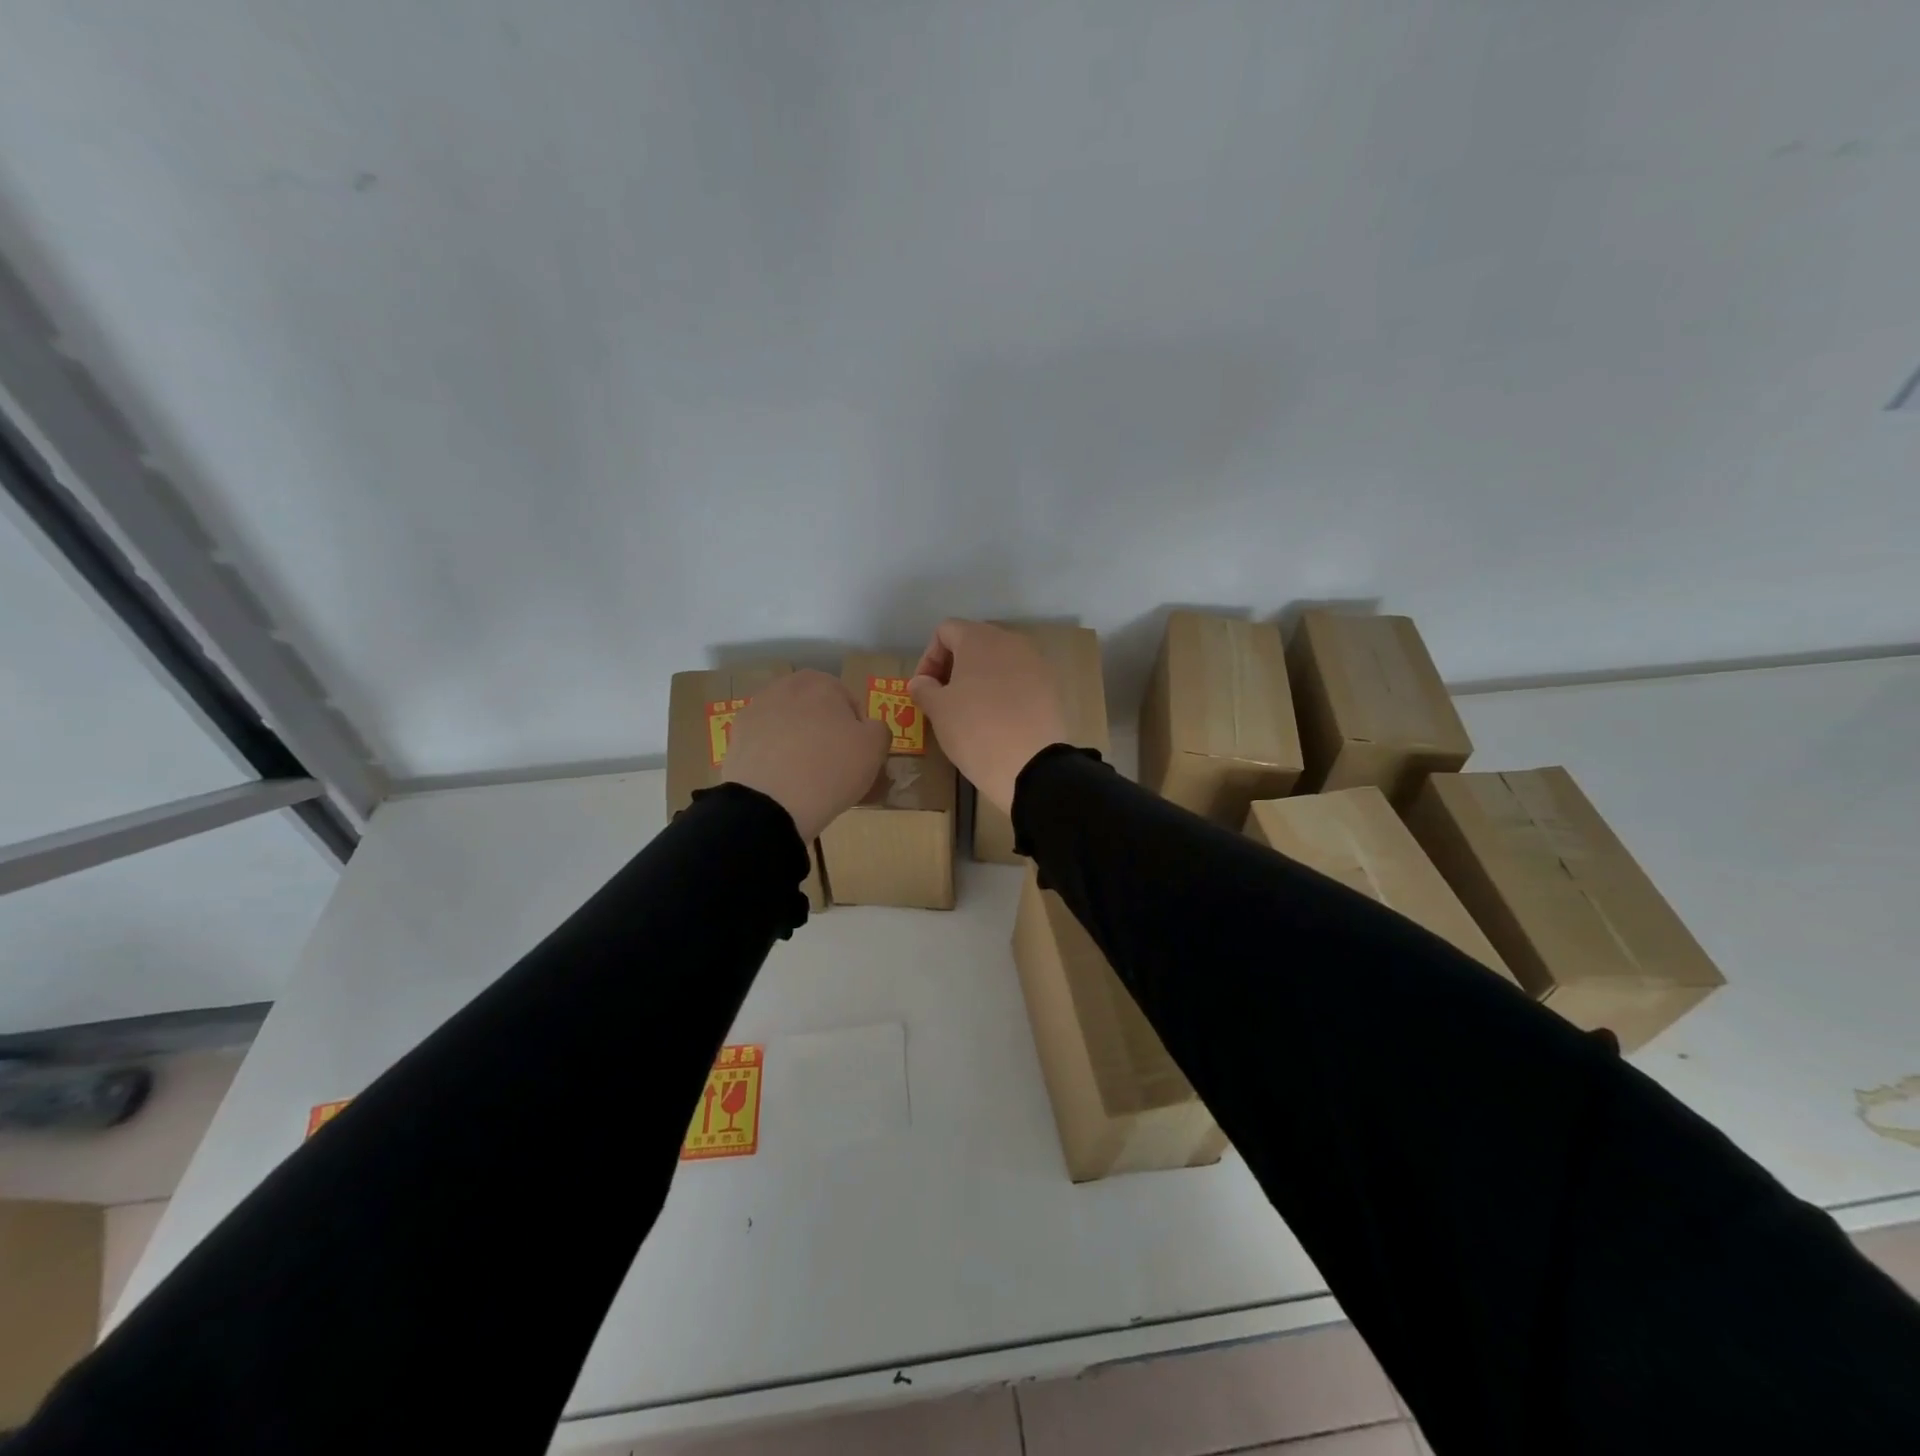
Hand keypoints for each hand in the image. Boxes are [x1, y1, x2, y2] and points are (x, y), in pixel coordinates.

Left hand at [722, 670, 889, 840]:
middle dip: (824, 732)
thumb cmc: (831, 769)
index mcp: (821, 682)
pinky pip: (766, 744)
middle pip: (815, 710)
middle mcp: (785, 686)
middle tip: (833, 765)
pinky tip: (781, 780)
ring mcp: (755, 710)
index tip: (856, 756)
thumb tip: (868, 728)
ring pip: (788, 725)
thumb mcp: (875, 749)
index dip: (857, 731)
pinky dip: (774, 757)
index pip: (850, 703)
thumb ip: (879, 729)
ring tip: (805, 777)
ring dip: (798, 743)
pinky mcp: (735, 736)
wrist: (769, 804)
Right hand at [908, 620, 1068, 817]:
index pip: (945, 631)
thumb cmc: (975, 730)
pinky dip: (1003, 690)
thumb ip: (924, 688)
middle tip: (943, 697)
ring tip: (970, 709)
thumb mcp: (938, 710)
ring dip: (979, 678)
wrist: (1032, 765)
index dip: (928, 657)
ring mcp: (1035, 662)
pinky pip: (1019, 679)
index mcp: (979, 638)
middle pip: (974, 641)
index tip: (925, 688)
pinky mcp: (1051, 686)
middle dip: (954, 666)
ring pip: (998, 660)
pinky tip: (998, 718)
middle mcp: (1010, 641)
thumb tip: (921, 682)